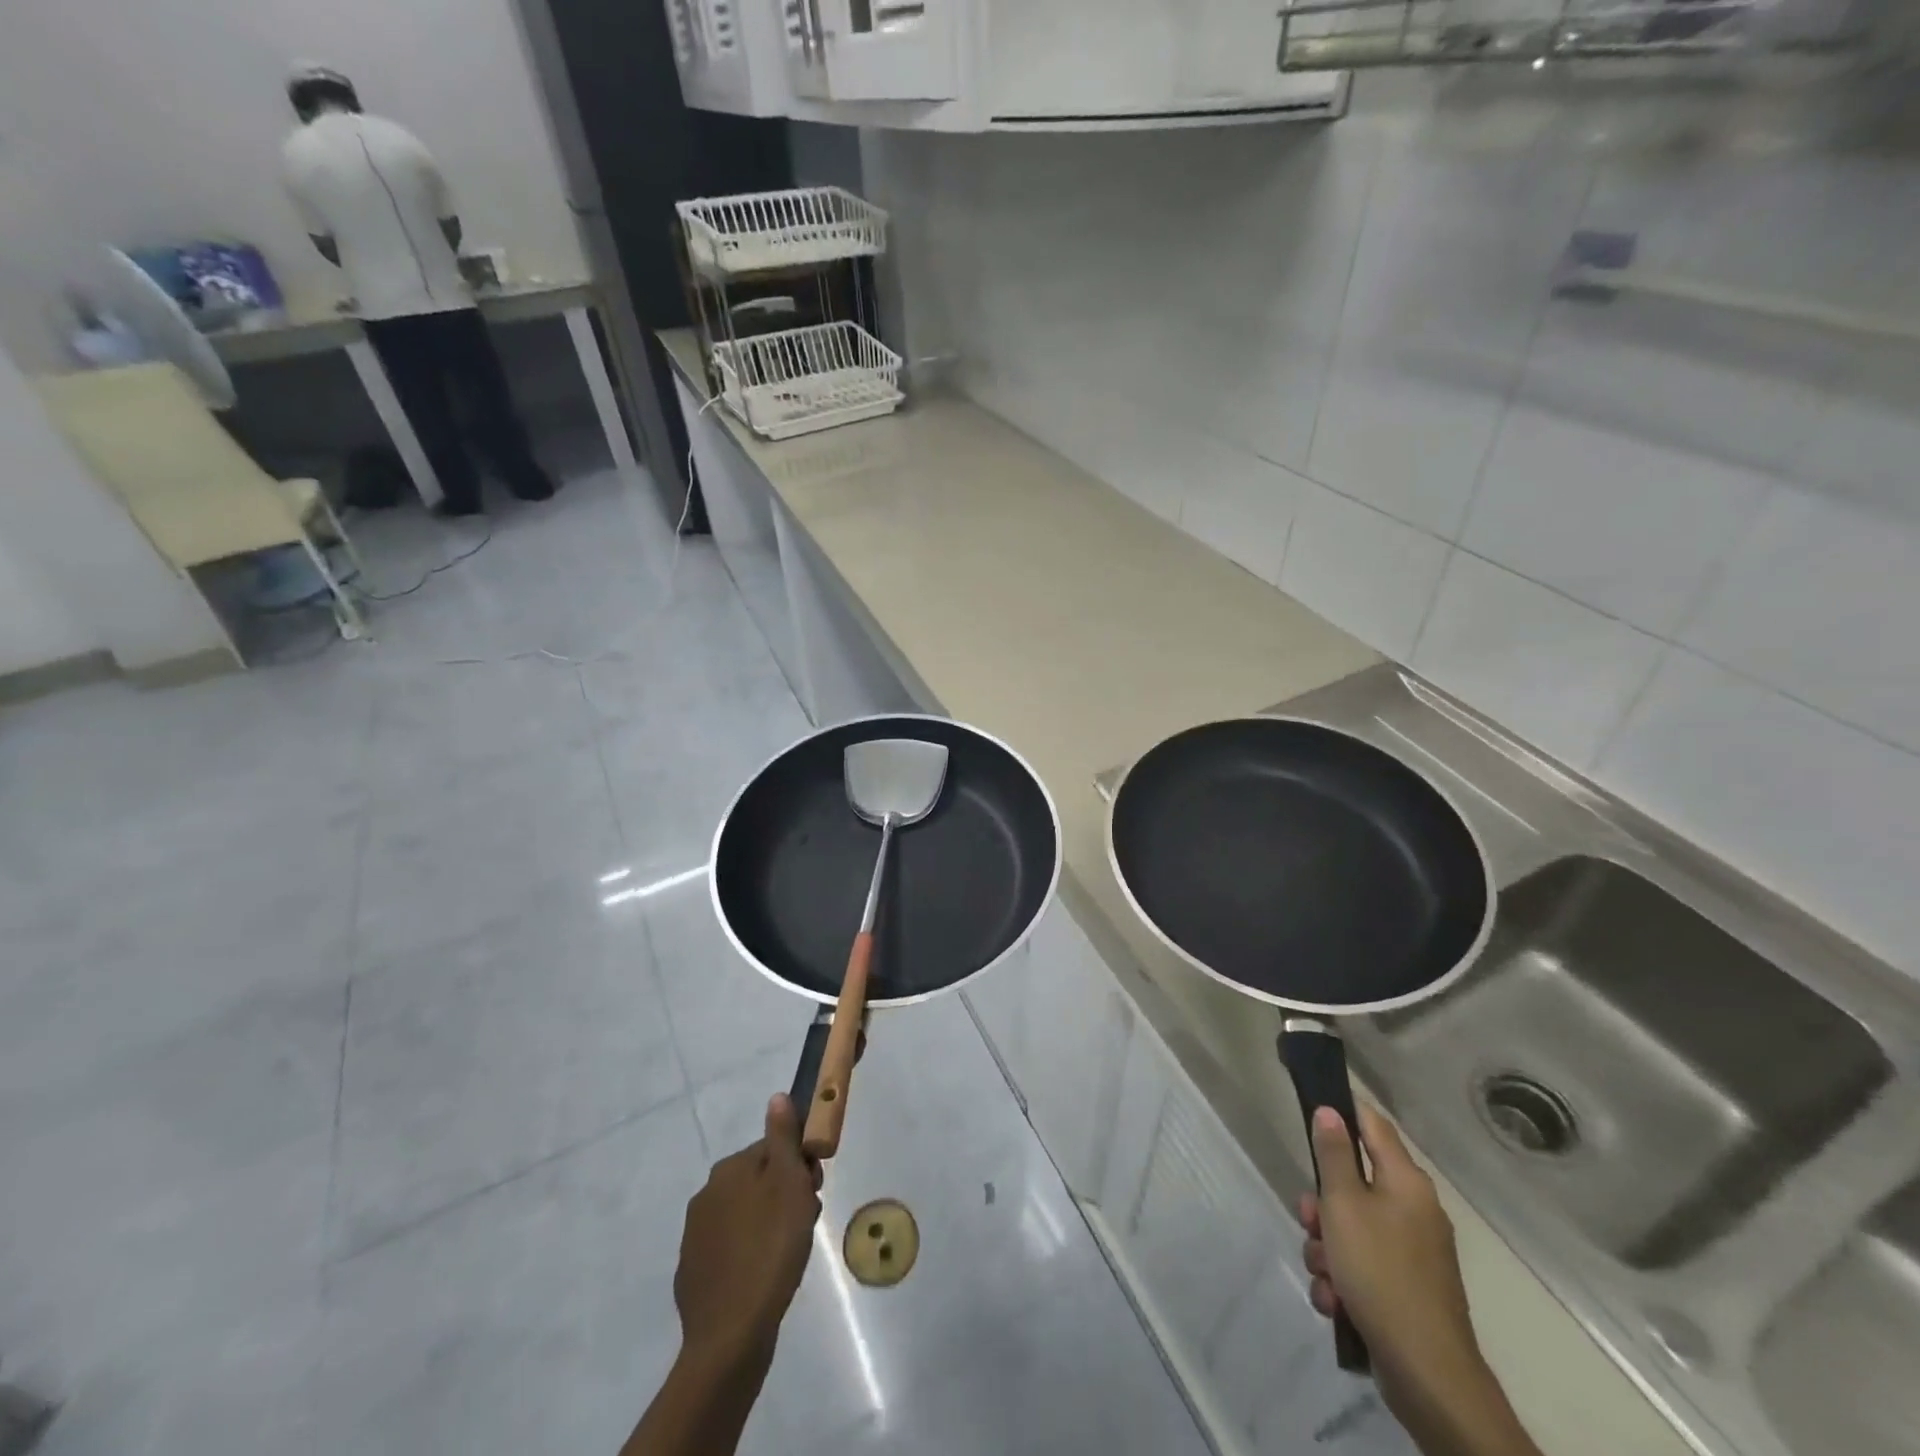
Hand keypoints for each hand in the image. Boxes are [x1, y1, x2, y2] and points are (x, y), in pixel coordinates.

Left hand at [674, 1094, 822, 1372]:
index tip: (814, 1191)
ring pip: (745, 1214)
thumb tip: (777, 1097)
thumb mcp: (788, 1184)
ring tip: (787, 1255)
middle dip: (784, 1195)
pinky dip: (748, 1255)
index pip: (773, 1150)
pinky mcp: (693, 1272)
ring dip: (768, 1224)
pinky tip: (762, 1278)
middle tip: (804, 1224)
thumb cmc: (770, 1248)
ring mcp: (695, 1235)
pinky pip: (730, 1249)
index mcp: (729, 1169)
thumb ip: (783, 1138)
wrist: (730, 1336)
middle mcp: (706, 1193)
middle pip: (759, 1180)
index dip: (799, 1167)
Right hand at [1300, 1105, 1539, 1455]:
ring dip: (1327, 1248)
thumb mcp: (1343, 1204)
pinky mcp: (1406, 1289)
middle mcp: (1414, 1210)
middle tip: (1309, 1220)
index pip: (1373, 1125)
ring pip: (1351, 1228)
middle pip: (1353, 1182)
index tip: (1311, 1110)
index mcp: (1406, 1182)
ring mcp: (1413, 1253)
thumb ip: (1334, 1155)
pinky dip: (1343, 1279)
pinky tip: (1335, 1301)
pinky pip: (1362, 1266)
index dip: (1343, 1111)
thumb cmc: (1380, 1272)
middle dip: (1322, 1204)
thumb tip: (1331, 1111)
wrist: (1427, 1373)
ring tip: (1324, 1274)